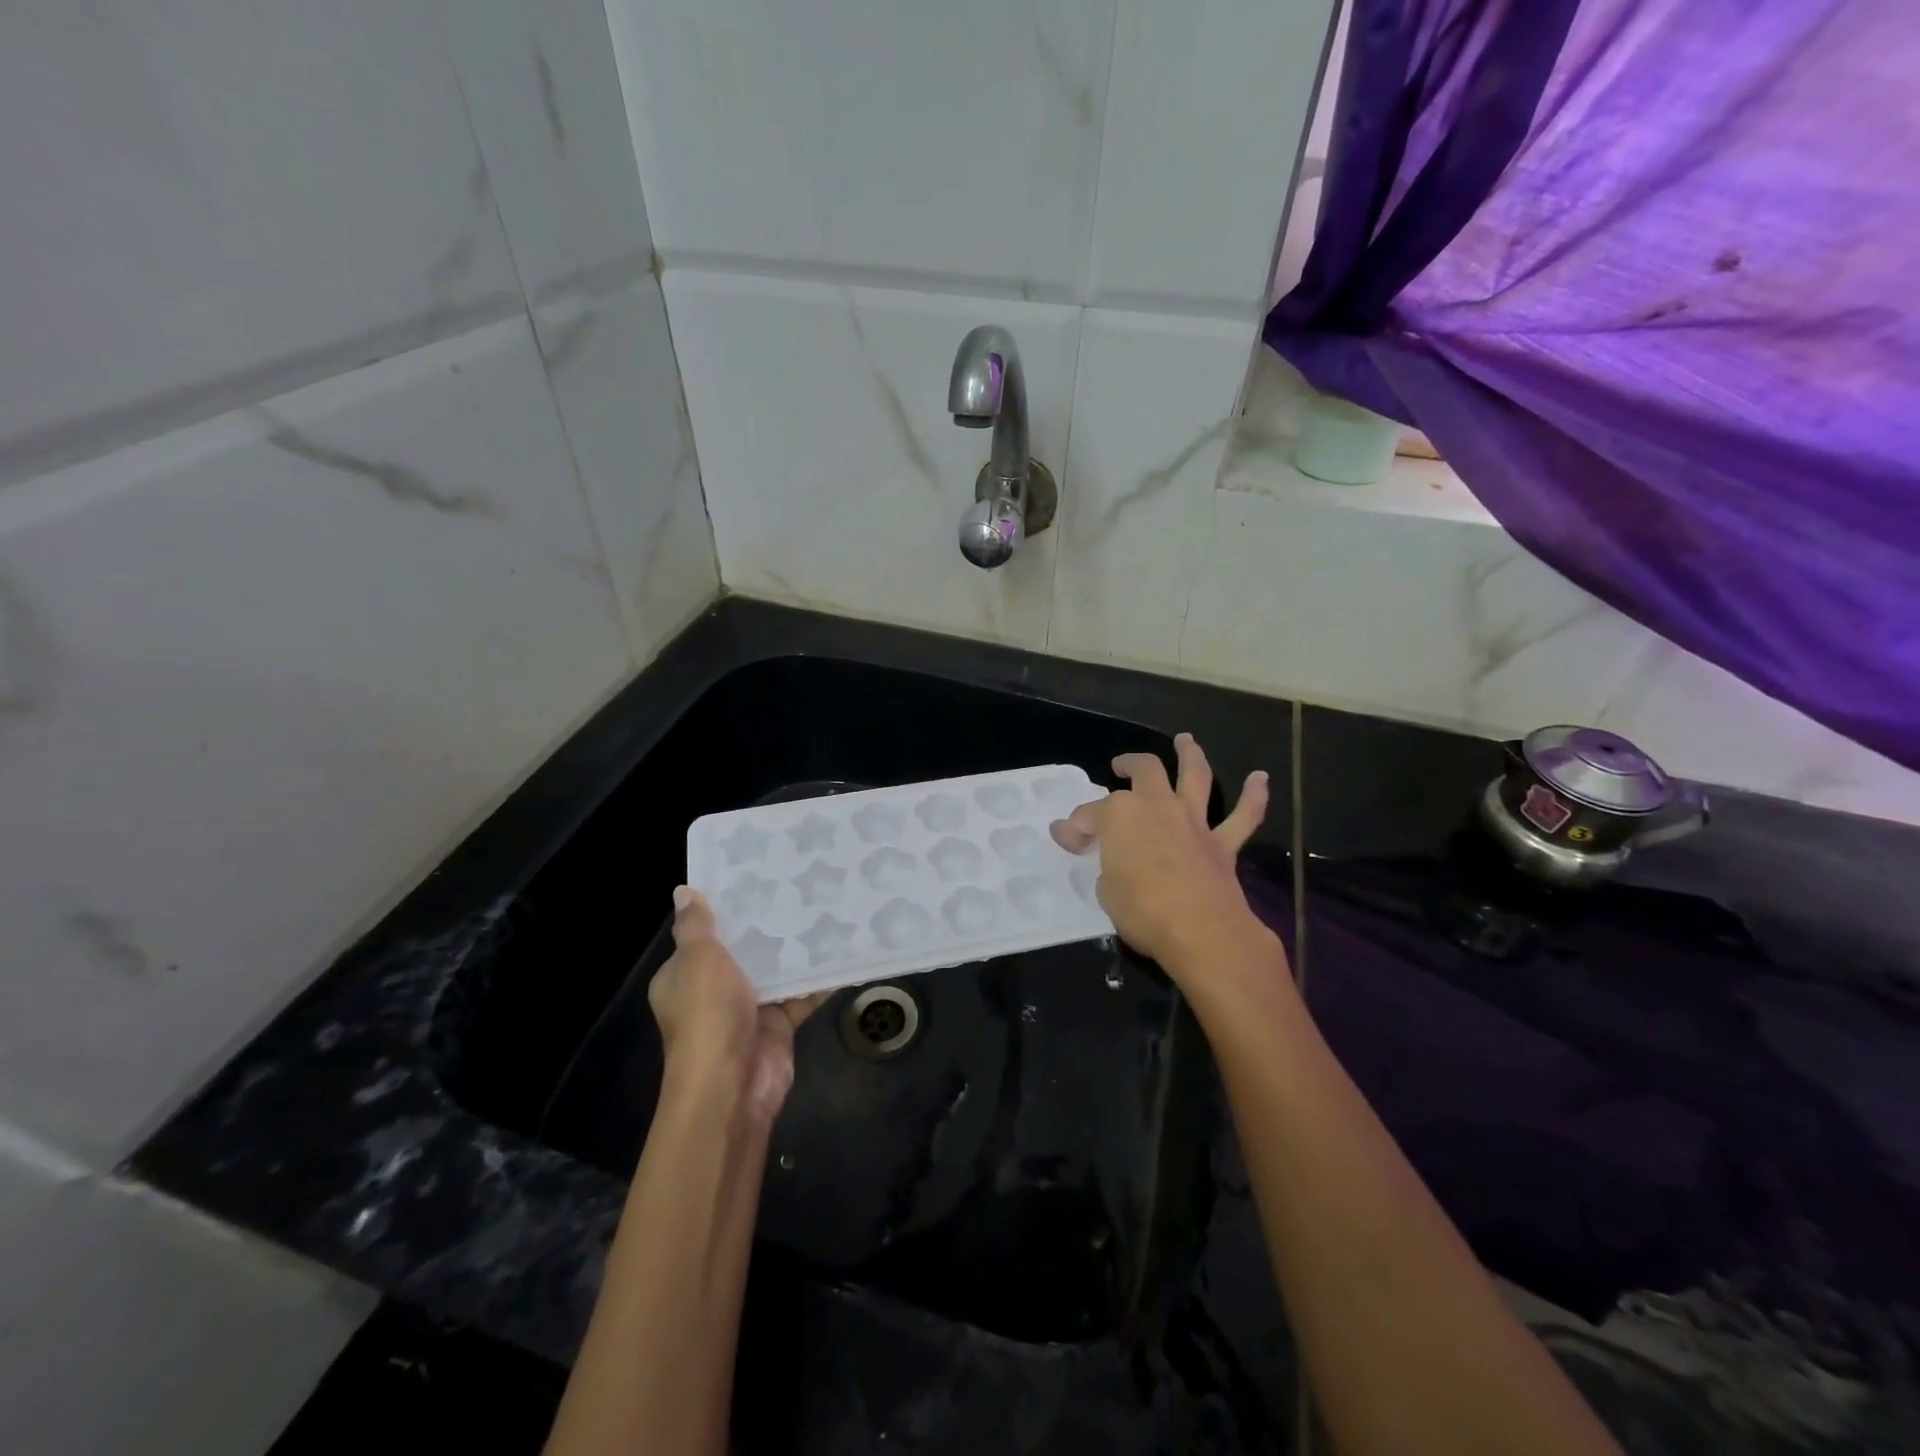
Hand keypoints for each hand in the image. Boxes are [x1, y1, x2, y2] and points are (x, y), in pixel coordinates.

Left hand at [649, 887, 826, 1123]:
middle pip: (743, 951)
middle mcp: (713, 991)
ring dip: (796, 950)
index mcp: (684, 975)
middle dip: (767, 925)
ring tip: (825, 909)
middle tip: (799, 886)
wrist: (732, 1085)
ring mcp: (747, 1009)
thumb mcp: (697, 961)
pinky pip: (802, 995)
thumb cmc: (707, 1015)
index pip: (702, 936)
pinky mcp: (778, 1025)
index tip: (753, 878)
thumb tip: (683, 891)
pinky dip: (820, 979)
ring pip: (775, 971)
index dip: (724, 910)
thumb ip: (695, 926)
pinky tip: (843, 951)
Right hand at [1051, 733, 1272, 972]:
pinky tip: (1260, 779)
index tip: (1065, 839)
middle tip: (1120, 766)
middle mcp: (1157, 807)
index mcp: (1120, 816)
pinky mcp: (1222, 844)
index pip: (1088, 816)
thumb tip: (1113, 867)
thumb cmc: (1142, 910)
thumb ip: (1108, 870)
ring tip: (1185, 740)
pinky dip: (1253, 797)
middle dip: (1129, 764)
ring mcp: (1193, 822)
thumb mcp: (1107, 892)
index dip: (1073, 827)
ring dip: (1190, 754)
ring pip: (1195, 776)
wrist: (1200, 930)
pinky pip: (1243, 816)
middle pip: (1144, 771)